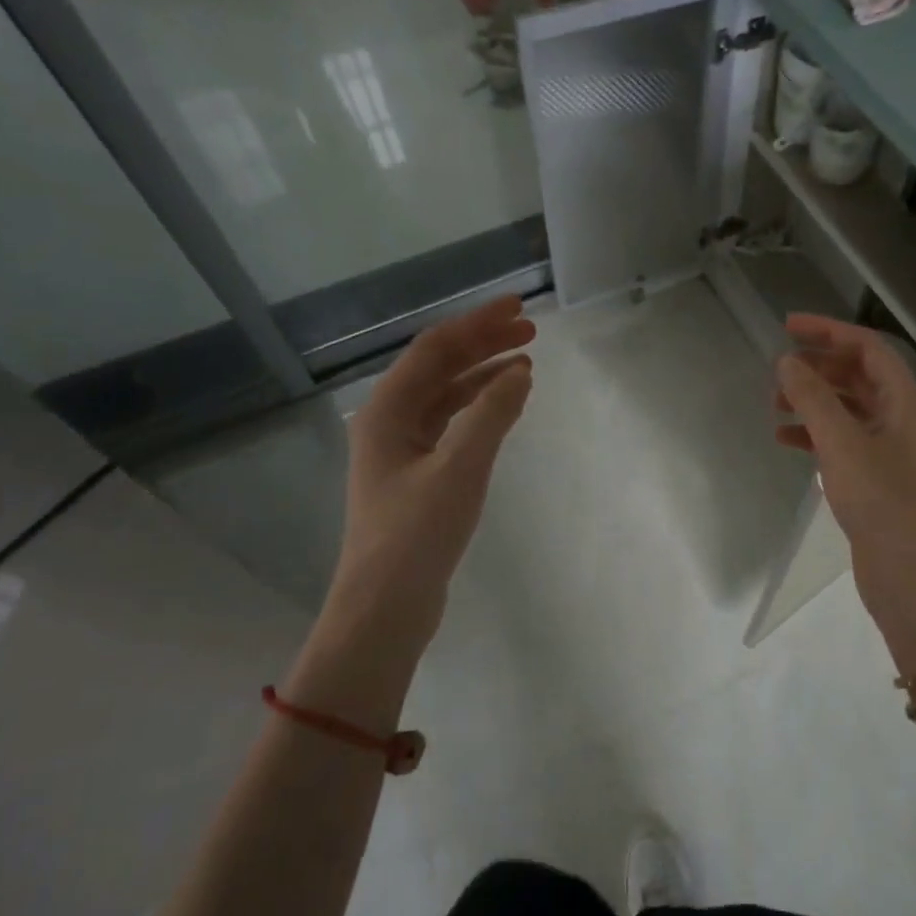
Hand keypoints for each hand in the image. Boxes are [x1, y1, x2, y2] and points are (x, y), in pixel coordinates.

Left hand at [334, 295, 535, 624]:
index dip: (477, 323)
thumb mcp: (459, 469)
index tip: (519, 308)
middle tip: (530, 332)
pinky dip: (479, 409)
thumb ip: (491, 415)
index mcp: (387, 411)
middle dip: (483, 344)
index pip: (435, 349)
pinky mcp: (417, 474)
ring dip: (483, 375)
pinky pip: (451, 425)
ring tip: (525, 363)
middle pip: (439, 367)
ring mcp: (401, 449)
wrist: (385, 607)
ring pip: (446, 396)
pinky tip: (506, 405)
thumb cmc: (416, 534)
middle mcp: (389, 421)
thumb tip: (520, 370)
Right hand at [775, 315, 915, 666]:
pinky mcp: (875, 478)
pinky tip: (785, 440)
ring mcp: (890, 450)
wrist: (912, 575)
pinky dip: (814, 435)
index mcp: (906, 401)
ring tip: (774, 405)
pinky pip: (841, 441)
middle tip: (777, 370)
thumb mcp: (842, 443)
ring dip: (812, 401)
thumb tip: (786, 362)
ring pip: (847, 409)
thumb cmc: (882, 500)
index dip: (828, 331)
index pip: (867, 347)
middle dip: (817, 367)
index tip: (787, 326)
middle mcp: (902, 418)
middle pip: (857, 376)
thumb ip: (812, 398)